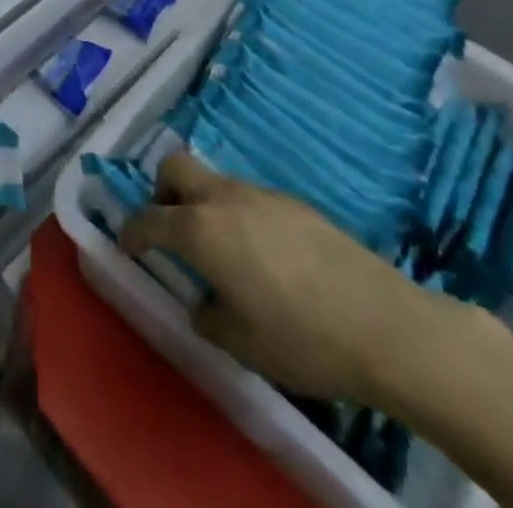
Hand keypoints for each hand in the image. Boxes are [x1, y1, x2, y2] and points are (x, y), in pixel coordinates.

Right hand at [119, 152, 450, 406]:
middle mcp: (223, 199)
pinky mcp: (293, 203)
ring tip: (223, 251)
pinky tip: (265, 257)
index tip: (126, 244)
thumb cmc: (304, 340)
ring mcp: (260, 195)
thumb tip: (203, 304)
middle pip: (175, 168)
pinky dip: (239, 215)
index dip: (132, 231)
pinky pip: (249, 198)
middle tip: (171, 228)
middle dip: (162, 191)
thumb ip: (209, 318)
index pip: (149, 219)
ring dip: (204, 204)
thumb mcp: (244, 345)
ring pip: (215, 182)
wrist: (386, 326)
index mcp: (200, 231)